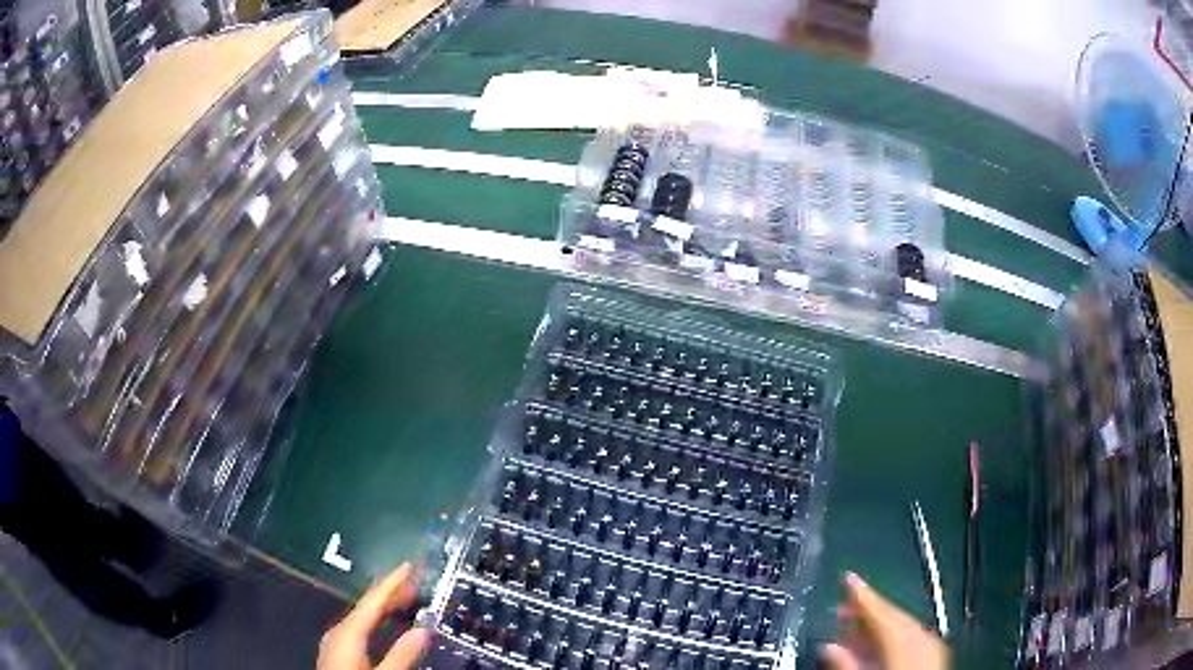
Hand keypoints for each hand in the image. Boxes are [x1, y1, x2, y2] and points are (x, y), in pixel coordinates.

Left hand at [318, 563, 432, 669]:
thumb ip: (402, 655)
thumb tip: (423, 631)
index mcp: (347, 633)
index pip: (372, 601)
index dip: (391, 582)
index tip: (408, 566)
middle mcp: (338, 632)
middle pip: (367, 606)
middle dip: (391, 594)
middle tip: (415, 582)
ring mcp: (336, 642)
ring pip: (363, 617)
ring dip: (385, 608)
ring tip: (406, 601)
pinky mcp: (338, 653)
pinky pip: (359, 628)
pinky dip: (376, 622)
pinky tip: (386, 626)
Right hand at [821, 572, 947, 669]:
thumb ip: (847, 664)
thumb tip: (829, 646)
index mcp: (904, 640)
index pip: (881, 612)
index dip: (862, 594)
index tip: (847, 577)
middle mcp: (922, 636)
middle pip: (893, 616)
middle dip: (869, 610)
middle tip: (844, 605)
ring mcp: (932, 646)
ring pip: (903, 626)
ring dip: (880, 623)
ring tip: (857, 625)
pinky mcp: (935, 656)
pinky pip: (913, 637)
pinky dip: (894, 635)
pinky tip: (881, 643)